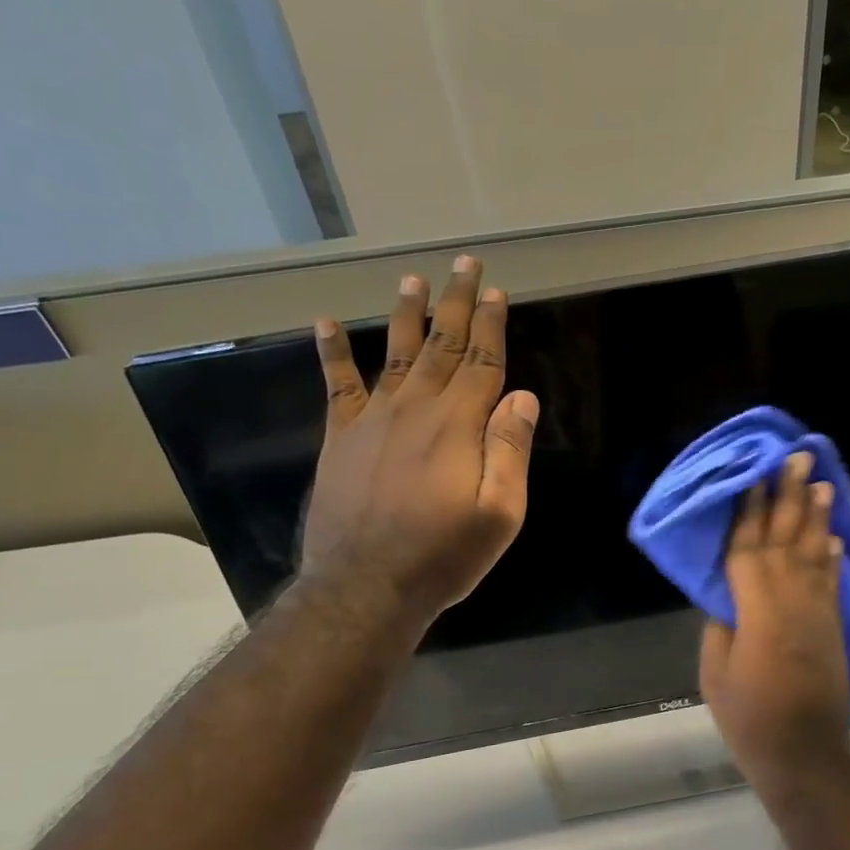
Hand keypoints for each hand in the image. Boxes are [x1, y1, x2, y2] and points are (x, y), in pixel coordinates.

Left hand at [300, 255, 538, 626]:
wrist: (365, 585)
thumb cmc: (443, 555)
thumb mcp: (500, 514)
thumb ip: (510, 452)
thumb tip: (523, 397)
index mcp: (459, 426)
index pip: (482, 362)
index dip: (492, 325)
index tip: (497, 293)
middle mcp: (416, 409)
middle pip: (442, 344)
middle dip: (456, 302)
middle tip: (464, 264)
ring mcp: (373, 419)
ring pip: (395, 353)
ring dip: (407, 314)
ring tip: (413, 279)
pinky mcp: (341, 437)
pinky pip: (337, 385)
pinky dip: (332, 352)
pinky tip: (326, 323)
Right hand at [700, 451, 849, 791]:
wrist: (805, 752)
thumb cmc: (749, 716)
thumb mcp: (716, 671)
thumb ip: (722, 625)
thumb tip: (729, 598)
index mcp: (756, 607)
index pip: (749, 548)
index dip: (750, 511)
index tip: (754, 476)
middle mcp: (791, 598)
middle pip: (787, 538)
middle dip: (789, 496)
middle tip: (797, 458)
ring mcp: (818, 611)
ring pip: (815, 551)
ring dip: (817, 516)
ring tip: (820, 482)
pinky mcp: (834, 626)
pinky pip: (832, 580)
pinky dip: (833, 555)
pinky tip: (834, 536)